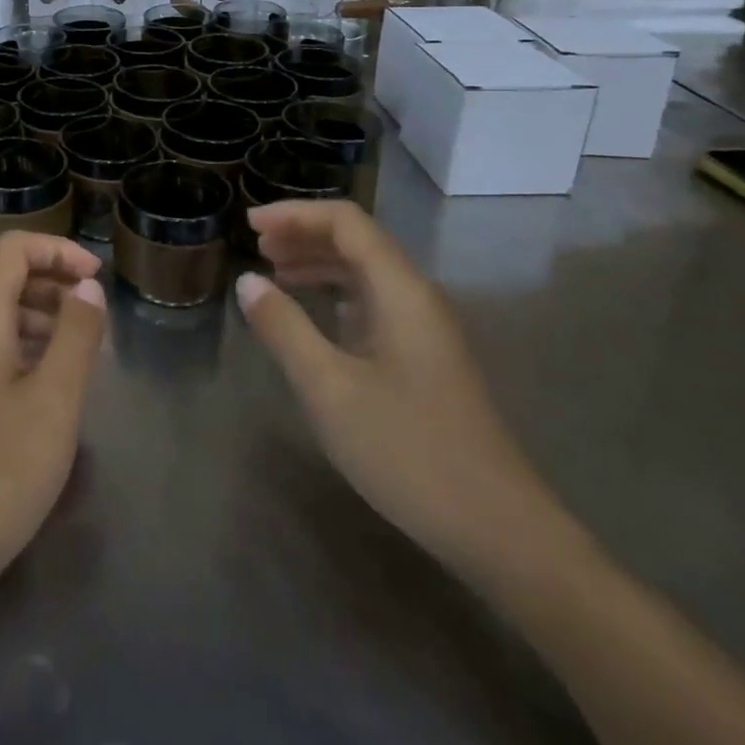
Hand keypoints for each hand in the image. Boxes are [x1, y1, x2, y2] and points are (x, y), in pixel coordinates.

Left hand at [0, 232, 107, 596]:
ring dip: (43, 316)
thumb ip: (77, 333)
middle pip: (5, 277)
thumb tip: (87, 287)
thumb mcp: (55, 399)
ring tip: (84, 351)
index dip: (59, 251)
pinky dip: (25, 345)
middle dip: (55, 283)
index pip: (14, 249)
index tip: (97, 279)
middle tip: (97, 317)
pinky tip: (51, 382)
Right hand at [237, 200, 559, 578]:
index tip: (250, 225)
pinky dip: (337, 295)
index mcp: (400, 291)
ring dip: (319, 263)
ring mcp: (425, 330)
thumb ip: (284, 327)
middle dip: (304, 234)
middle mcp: (417, 298)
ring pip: (367, 273)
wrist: (497, 530)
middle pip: (358, 241)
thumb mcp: (329, 388)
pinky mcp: (425, 359)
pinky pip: (375, 304)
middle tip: (257, 247)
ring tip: (275, 272)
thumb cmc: (407, 450)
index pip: (346, 222)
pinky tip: (316, 314)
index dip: (295, 214)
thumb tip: (247, 281)